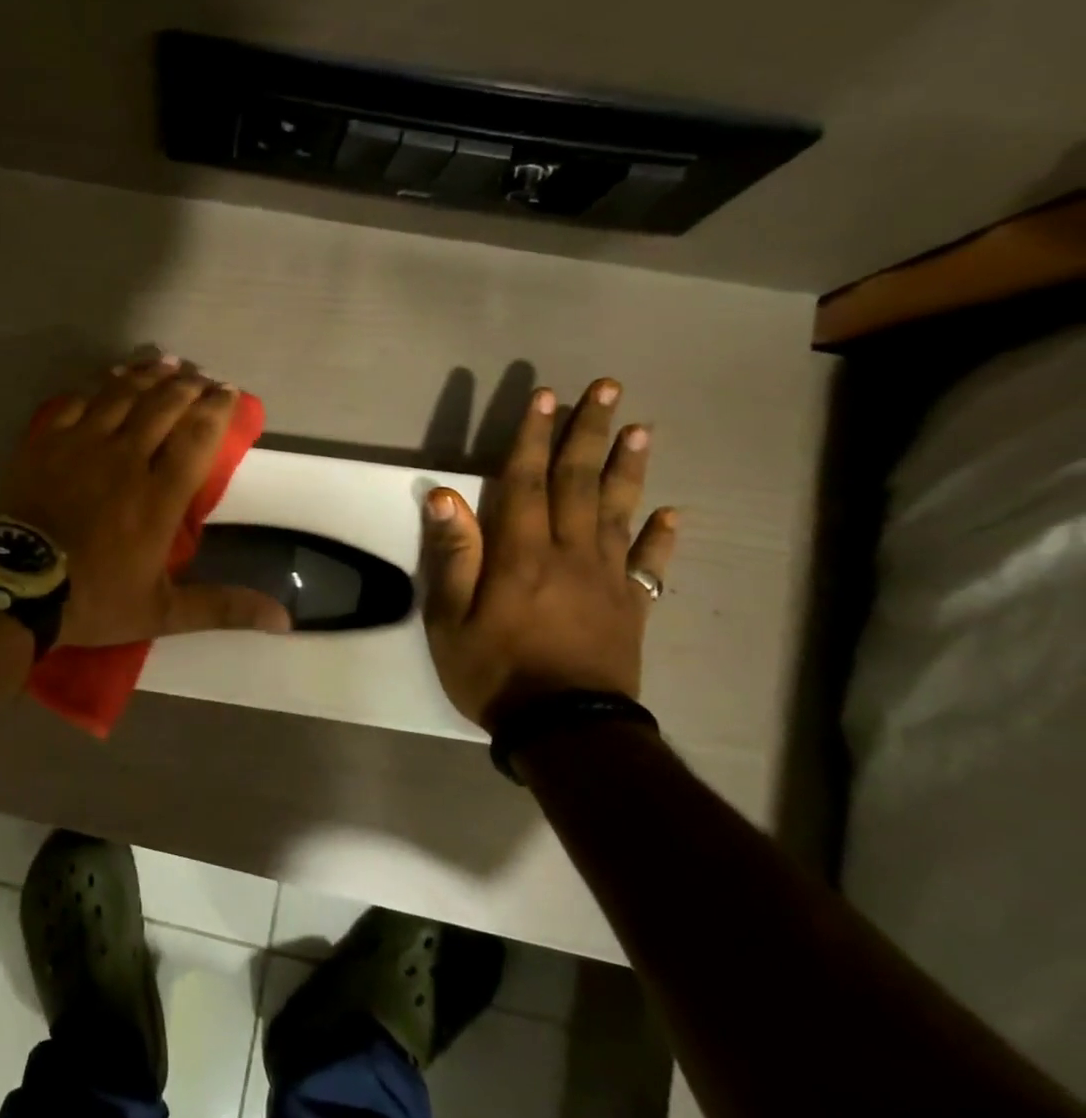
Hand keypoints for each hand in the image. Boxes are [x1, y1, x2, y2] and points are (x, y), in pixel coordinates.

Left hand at [0, 355, 291, 647]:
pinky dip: (101, 385)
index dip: (217, 409)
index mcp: (159, 497)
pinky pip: (79, 401)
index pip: (197, 438)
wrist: (17, 587)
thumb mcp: (163, 612)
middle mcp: (126, 459)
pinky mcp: (47, 442)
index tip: (229, 392)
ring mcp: (83, 445)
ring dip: (149, 375)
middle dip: (188, 386)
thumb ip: (222, 607)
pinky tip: (112, 378)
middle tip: (201, 377)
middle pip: (163, 406)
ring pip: (123, 395)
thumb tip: (285, 619)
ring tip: (168, 362)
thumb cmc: (94, 599)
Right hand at [420, 379, 677, 729]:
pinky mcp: (631, 606)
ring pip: (619, 510)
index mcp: (522, 554)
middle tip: (607, 387)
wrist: (566, 730)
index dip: (534, 437)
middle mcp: (570, 553)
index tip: (545, 397)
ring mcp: (607, 578)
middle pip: (580, 482)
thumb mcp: (450, 618)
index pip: (527, 481)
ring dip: (628, 467)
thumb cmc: (495, 672)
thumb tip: (445, 496)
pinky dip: (661, 536)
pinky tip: (672, 512)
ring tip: (640, 428)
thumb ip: (454, 555)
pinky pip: (650, 563)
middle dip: (589, 432)